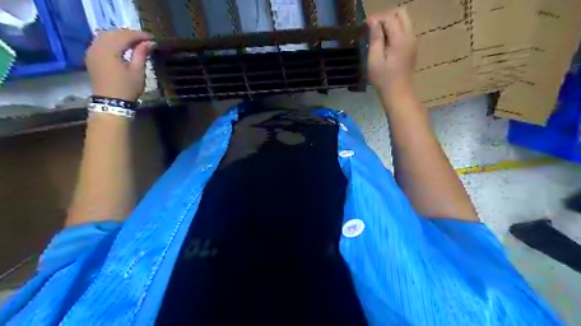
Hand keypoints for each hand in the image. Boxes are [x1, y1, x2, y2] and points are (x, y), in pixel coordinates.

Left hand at [85, 28, 153, 100]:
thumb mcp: (137, 71)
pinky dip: (113, 41)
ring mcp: (92, 50)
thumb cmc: (127, 88)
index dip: (140, 35)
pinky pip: (101, 42)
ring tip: (135, 43)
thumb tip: (150, 42)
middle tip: (145, 40)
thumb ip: (141, 54)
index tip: (152, 38)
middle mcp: (97, 46)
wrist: (111, 102)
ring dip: (121, 36)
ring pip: (106, 35)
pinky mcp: (91, 56)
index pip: (125, 35)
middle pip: (114, 33)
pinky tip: (123, 47)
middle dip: (130, 34)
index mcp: (109, 49)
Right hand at [367, 8, 417, 96]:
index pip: (390, 17)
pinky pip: (404, 29)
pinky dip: (394, 29)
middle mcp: (410, 36)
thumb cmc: (383, 79)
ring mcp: (412, 41)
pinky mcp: (411, 47)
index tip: (365, 25)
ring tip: (376, 34)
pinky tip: (384, 41)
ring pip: (403, 20)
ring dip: (390, 22)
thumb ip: (375, 38)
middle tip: (372, 27)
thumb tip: (373, 22)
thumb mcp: (374, 59)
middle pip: (401, 13)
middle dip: (385, 16)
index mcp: (401, 39)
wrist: (398, 93)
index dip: (377, 18)